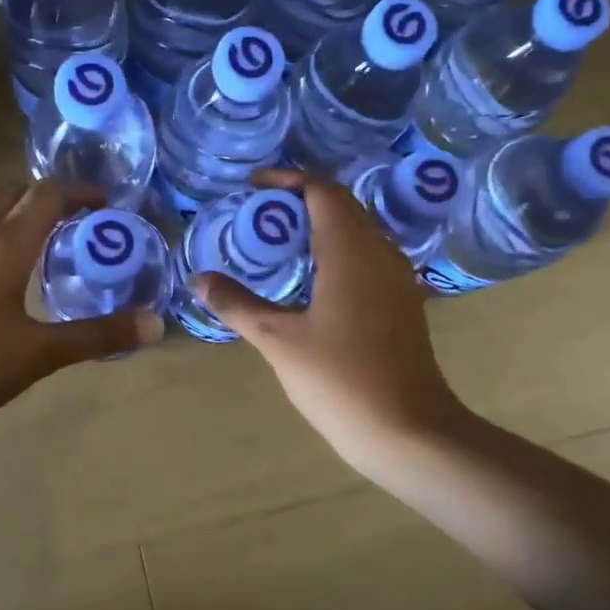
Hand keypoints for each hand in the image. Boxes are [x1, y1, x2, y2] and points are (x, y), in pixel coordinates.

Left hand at [0, 178, 162, 430]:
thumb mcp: (39, 353)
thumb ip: (97, 336)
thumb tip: (154, 324)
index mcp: (5, 243)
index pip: (48, 194)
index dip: (81, 192)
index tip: (108, 205)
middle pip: (14, 191)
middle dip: (49, 197)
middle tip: (81, 222)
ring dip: (21, 215)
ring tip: (52, 247)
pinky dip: (0, 237)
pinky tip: (11, 278)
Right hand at [192, 169, 461, 483]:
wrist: (408, 430)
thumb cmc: (340, 379)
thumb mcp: (279, 340)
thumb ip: (238, 304)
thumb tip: (201, 279)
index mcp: (351, 250)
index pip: (322, 190)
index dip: (287, 180)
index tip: (253, 187)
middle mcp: (380, 252)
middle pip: (341, 205)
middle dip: (300, 200)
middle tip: (258, 216)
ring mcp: (397, 278)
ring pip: (357, 231)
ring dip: (319, 226)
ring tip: (278, 244)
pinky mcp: (402, 302)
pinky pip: (367, 257)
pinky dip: (336, 252)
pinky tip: (311, 281)